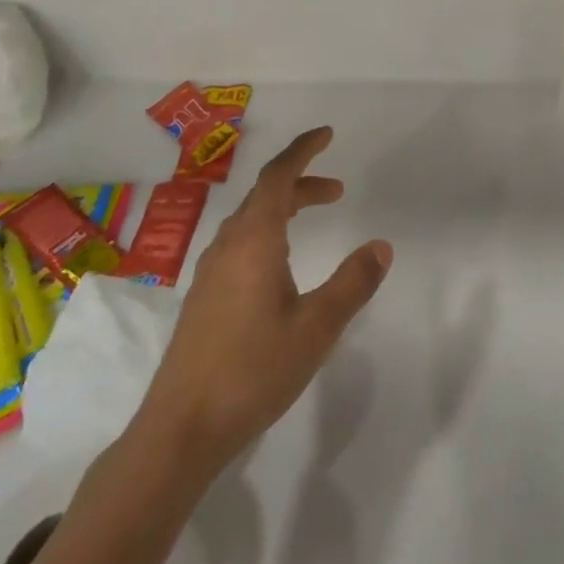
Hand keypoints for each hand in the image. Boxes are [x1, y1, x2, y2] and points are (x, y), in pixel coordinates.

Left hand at [136, 128, 390, 476]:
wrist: (181, 429)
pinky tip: (281, 265)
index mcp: (254, 241)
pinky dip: (269, 232)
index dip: (302, 150)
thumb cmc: (253, 370)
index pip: (277, 177)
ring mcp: (212, 272)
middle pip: (264, 195)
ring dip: (285, 208)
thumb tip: (382, 246)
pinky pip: (241, 243)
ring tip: (315, 218)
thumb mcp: (317, 327)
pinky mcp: (205, 297)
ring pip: (251, 220)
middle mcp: (228, 246)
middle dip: (301, 182)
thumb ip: (352, 283)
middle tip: (338, 191)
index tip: (327, 134)